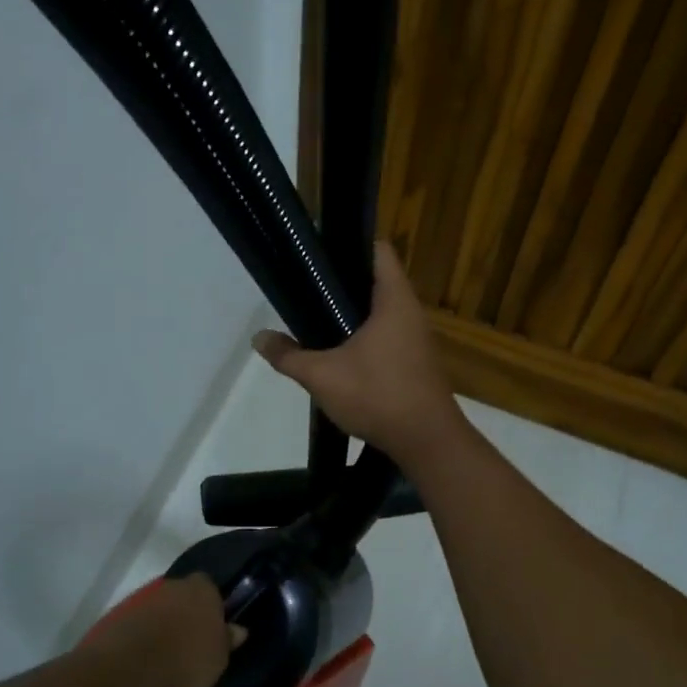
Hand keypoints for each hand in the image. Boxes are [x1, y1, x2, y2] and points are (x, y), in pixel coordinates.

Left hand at [107, 574, 237, 686]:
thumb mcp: (219, 659)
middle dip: (187, 616)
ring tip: (167, 659)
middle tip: (192, 644)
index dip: (213, 607)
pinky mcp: (120, 617)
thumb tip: (239, 629)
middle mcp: (173, 585)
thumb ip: (228, 641)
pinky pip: (140, 627)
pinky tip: (146, 663)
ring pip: (161, 611)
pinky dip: (144, 640)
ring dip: (164, 628)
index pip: (211, 588)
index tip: (213, 630)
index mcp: (203, 588)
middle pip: (184, 597)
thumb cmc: (187, 660)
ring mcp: (144, 600)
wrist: (129, 667)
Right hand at [252, 242, 462, 464]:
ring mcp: (417, 339)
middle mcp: (411, 312)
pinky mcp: (417, 363)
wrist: (427, 442)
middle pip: (377, 281)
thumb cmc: (378, 396)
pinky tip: (342, 354)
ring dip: (355, 314)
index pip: (378, 251)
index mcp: (394, 301)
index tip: (320, 253)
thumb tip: (258, 338)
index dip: (350, 244)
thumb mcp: (323, 376)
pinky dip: (366, 337)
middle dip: (344, 283)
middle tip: (309, 288)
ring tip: (319, 320)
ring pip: (383, 312)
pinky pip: (388, 336)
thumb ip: (288, 356)